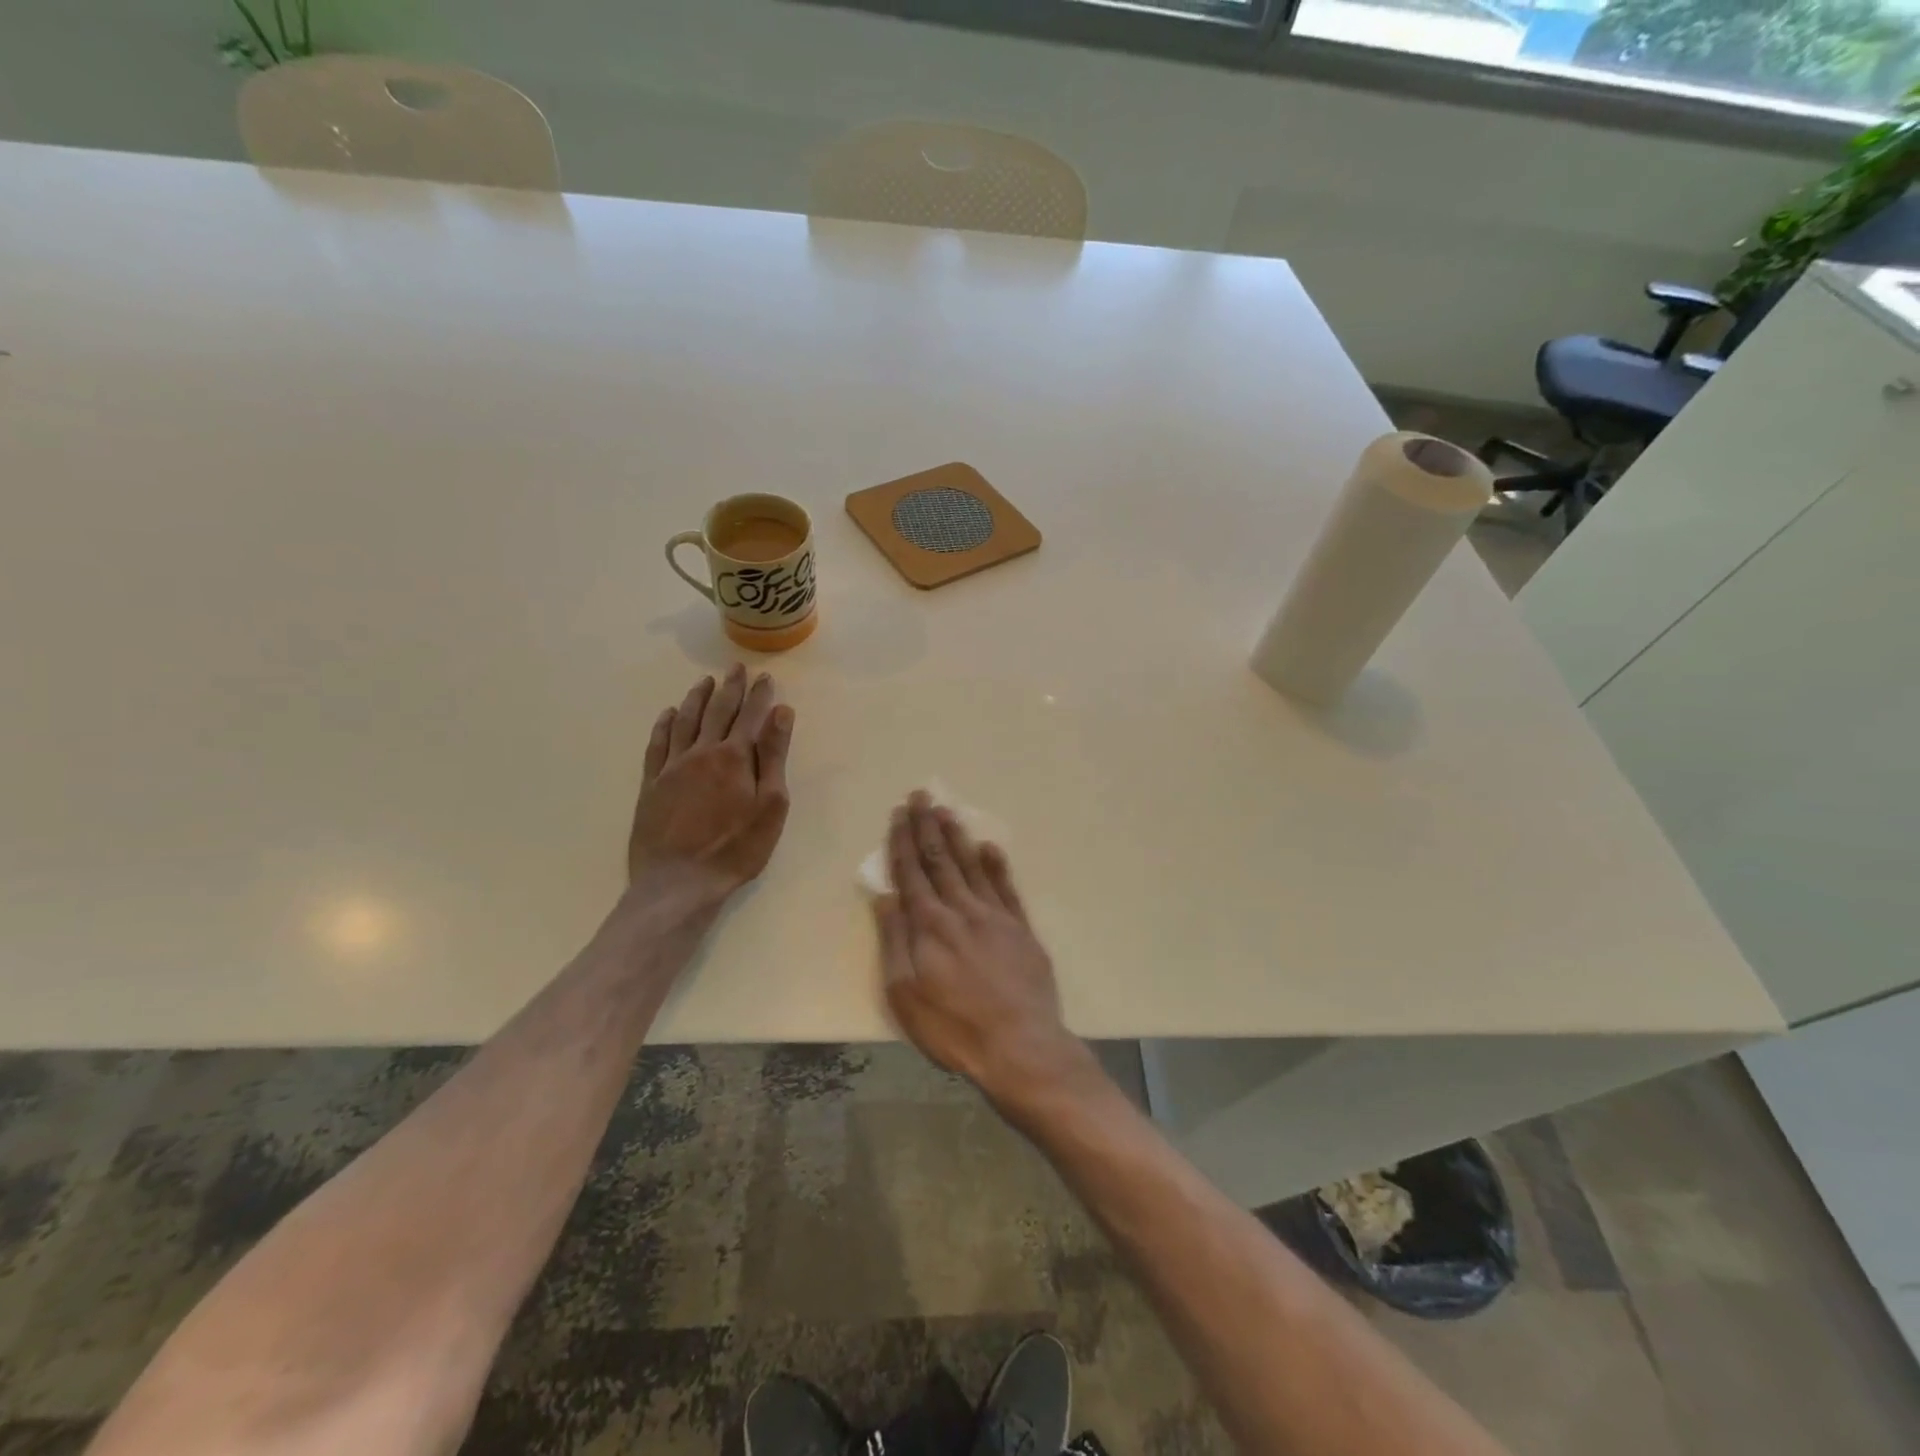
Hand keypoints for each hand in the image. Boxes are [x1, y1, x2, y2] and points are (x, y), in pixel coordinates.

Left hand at [628, 665, 794, 898]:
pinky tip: (668, 714)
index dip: (760, 695)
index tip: (766, 677)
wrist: (679, 882)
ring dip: (697, 698)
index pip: (751, 716)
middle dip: (730, 688)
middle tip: (736, 669)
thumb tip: (781, 713)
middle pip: (718, 711)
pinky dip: (664, 725)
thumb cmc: (736, 848)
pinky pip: (657, 744)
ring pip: (685, 721)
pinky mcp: (651, 784)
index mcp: (735, 757)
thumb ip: (773, 757)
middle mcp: (702, 752)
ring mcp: (672, 767)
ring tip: (705, 681)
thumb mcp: (770, 806)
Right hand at [875, 791, 1090, 1108]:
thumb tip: (885, 897)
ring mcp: (996, 917)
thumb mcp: (905, 994)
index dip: (902, 841)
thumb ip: (895, 941)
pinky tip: (990, 848)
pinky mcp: (1022, 930)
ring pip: (972, 866)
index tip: (899, 813)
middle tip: (922, 796)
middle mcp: (962, 910)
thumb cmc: (954, 1027)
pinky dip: (997, 865)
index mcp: (930, 925)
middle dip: (928, 826)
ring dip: (958, 837)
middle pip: (941, 860)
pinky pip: (1007, 888)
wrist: (1020, 1046)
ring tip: (948, 812)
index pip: (912, 872)